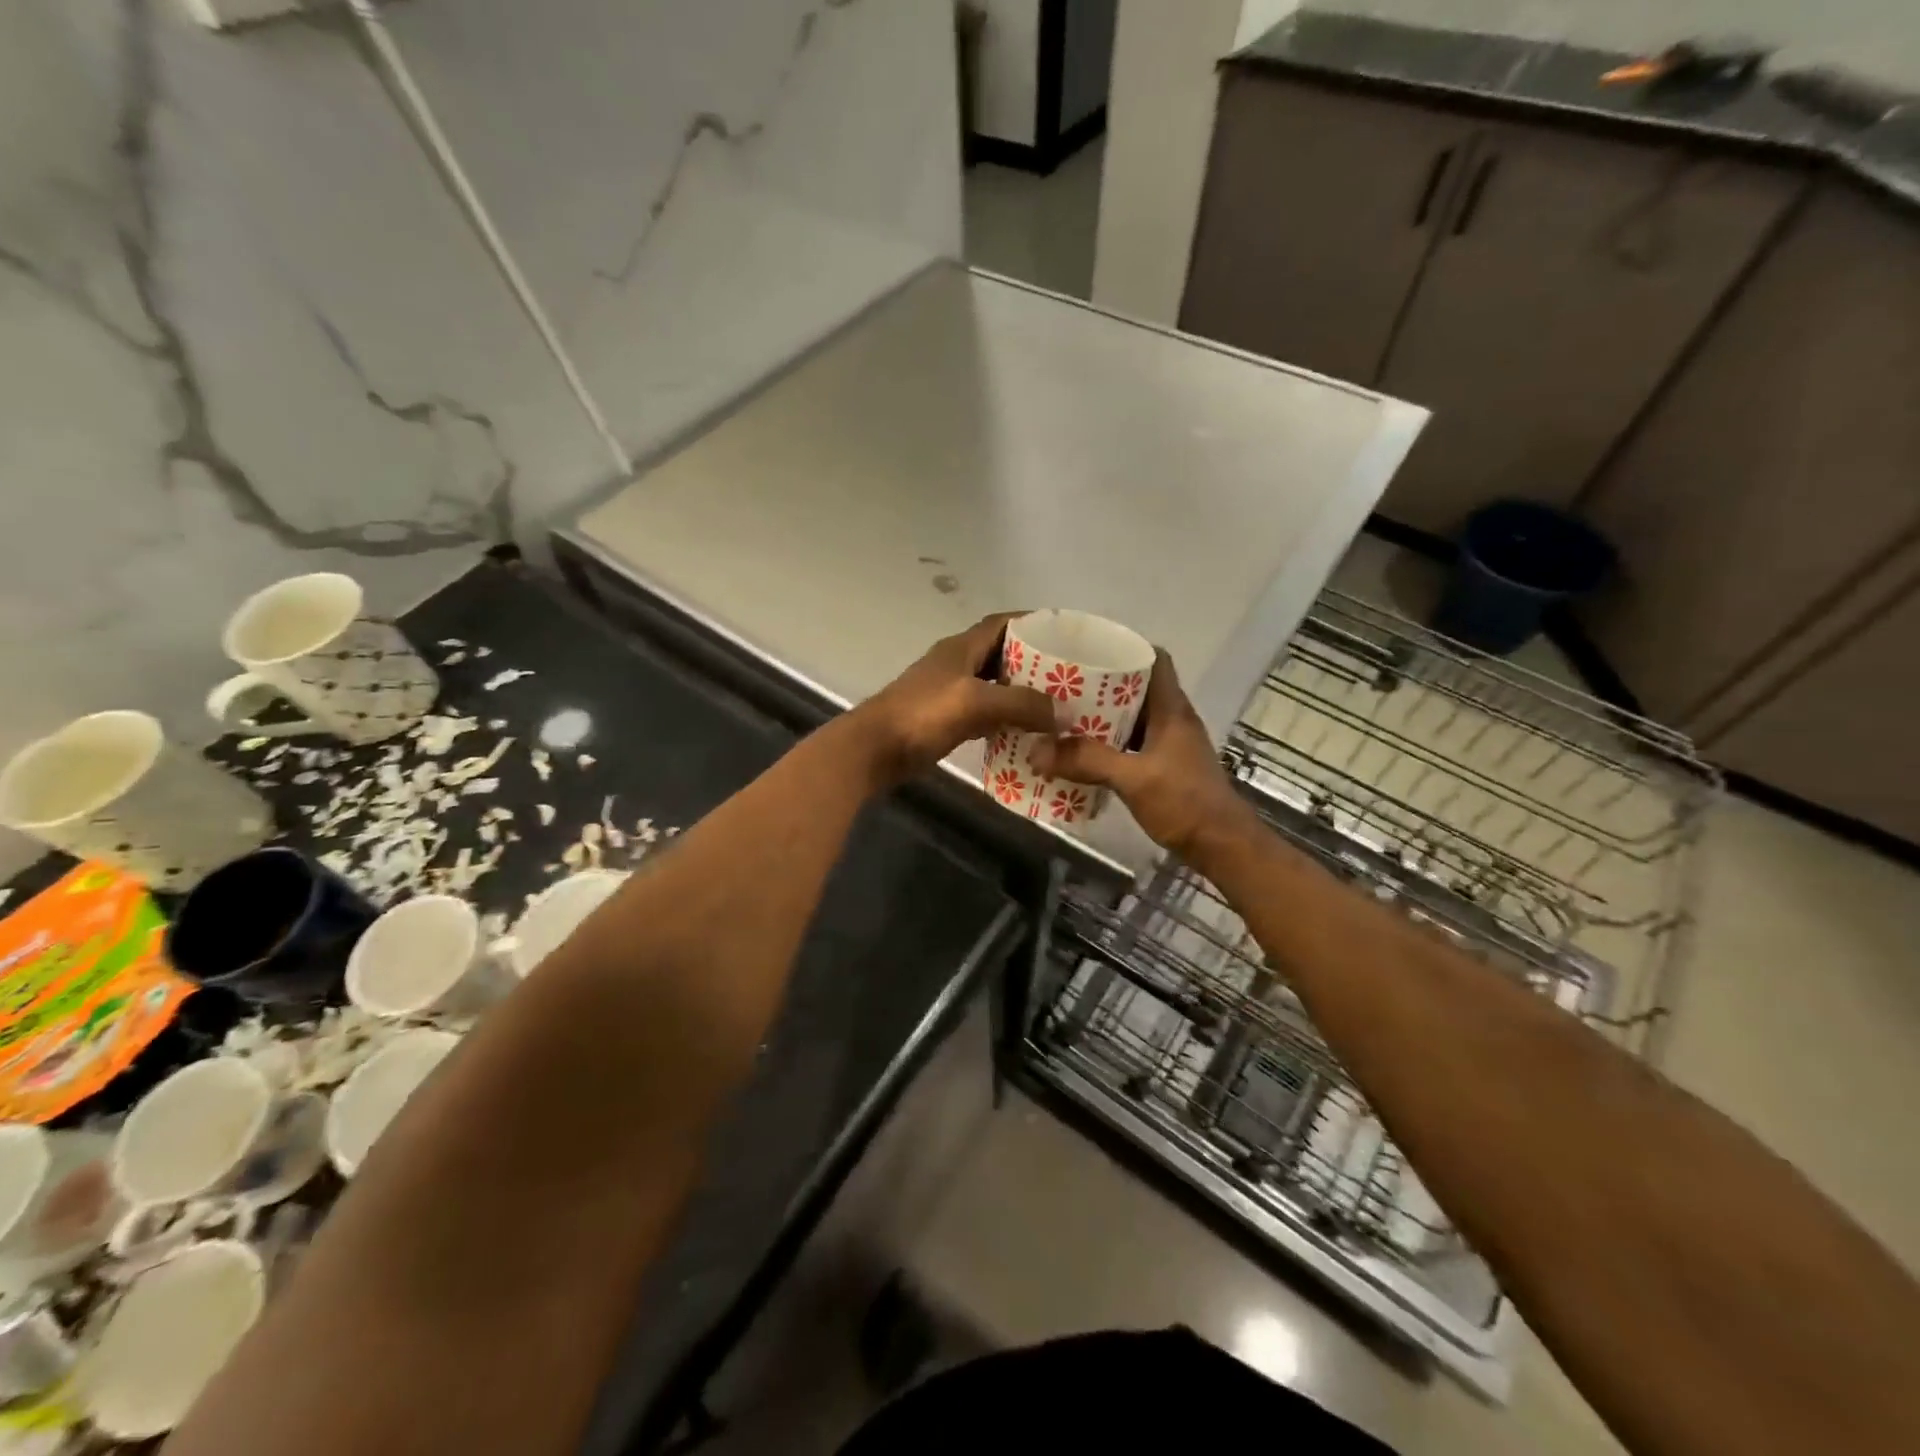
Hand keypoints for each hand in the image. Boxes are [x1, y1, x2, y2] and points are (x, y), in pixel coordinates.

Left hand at [850, 614, 1059, 783]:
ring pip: (995, 685)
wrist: (875, 749)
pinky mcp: (947, 719)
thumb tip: (1064, 712)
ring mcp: (951, 692)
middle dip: (1035, 662)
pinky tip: (1028, 732)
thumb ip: (1021, 703)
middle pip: (1003, 654)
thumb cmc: (922, 715)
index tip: (1065, 634)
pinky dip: (1007, 718)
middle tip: (1070, 676)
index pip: (1003, 623)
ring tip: (1057, 704)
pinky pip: (986, 713)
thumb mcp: (976, 701)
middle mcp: (958, 664)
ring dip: (1022, 693)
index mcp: (962, 647)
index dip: (1033, 623)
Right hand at [1029, 650, 1251, 859]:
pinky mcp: (1163, 767)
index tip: (1088, 649)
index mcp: (1172, 709)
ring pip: (1131, 718)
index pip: (1155, 659)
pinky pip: (1129, 744)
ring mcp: (1169, 745)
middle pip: (1136, 688)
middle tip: (1062, 685)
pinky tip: (1080, 753)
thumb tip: (1036, 749)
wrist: (1221, 847)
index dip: (1125, 648)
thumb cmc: (1185, 803)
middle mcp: (1172, 720)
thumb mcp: (1133, 779)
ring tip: (1062, 716)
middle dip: (1100, 684)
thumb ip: (1087, 761)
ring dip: (1100, 717)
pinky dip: (1106, 744)